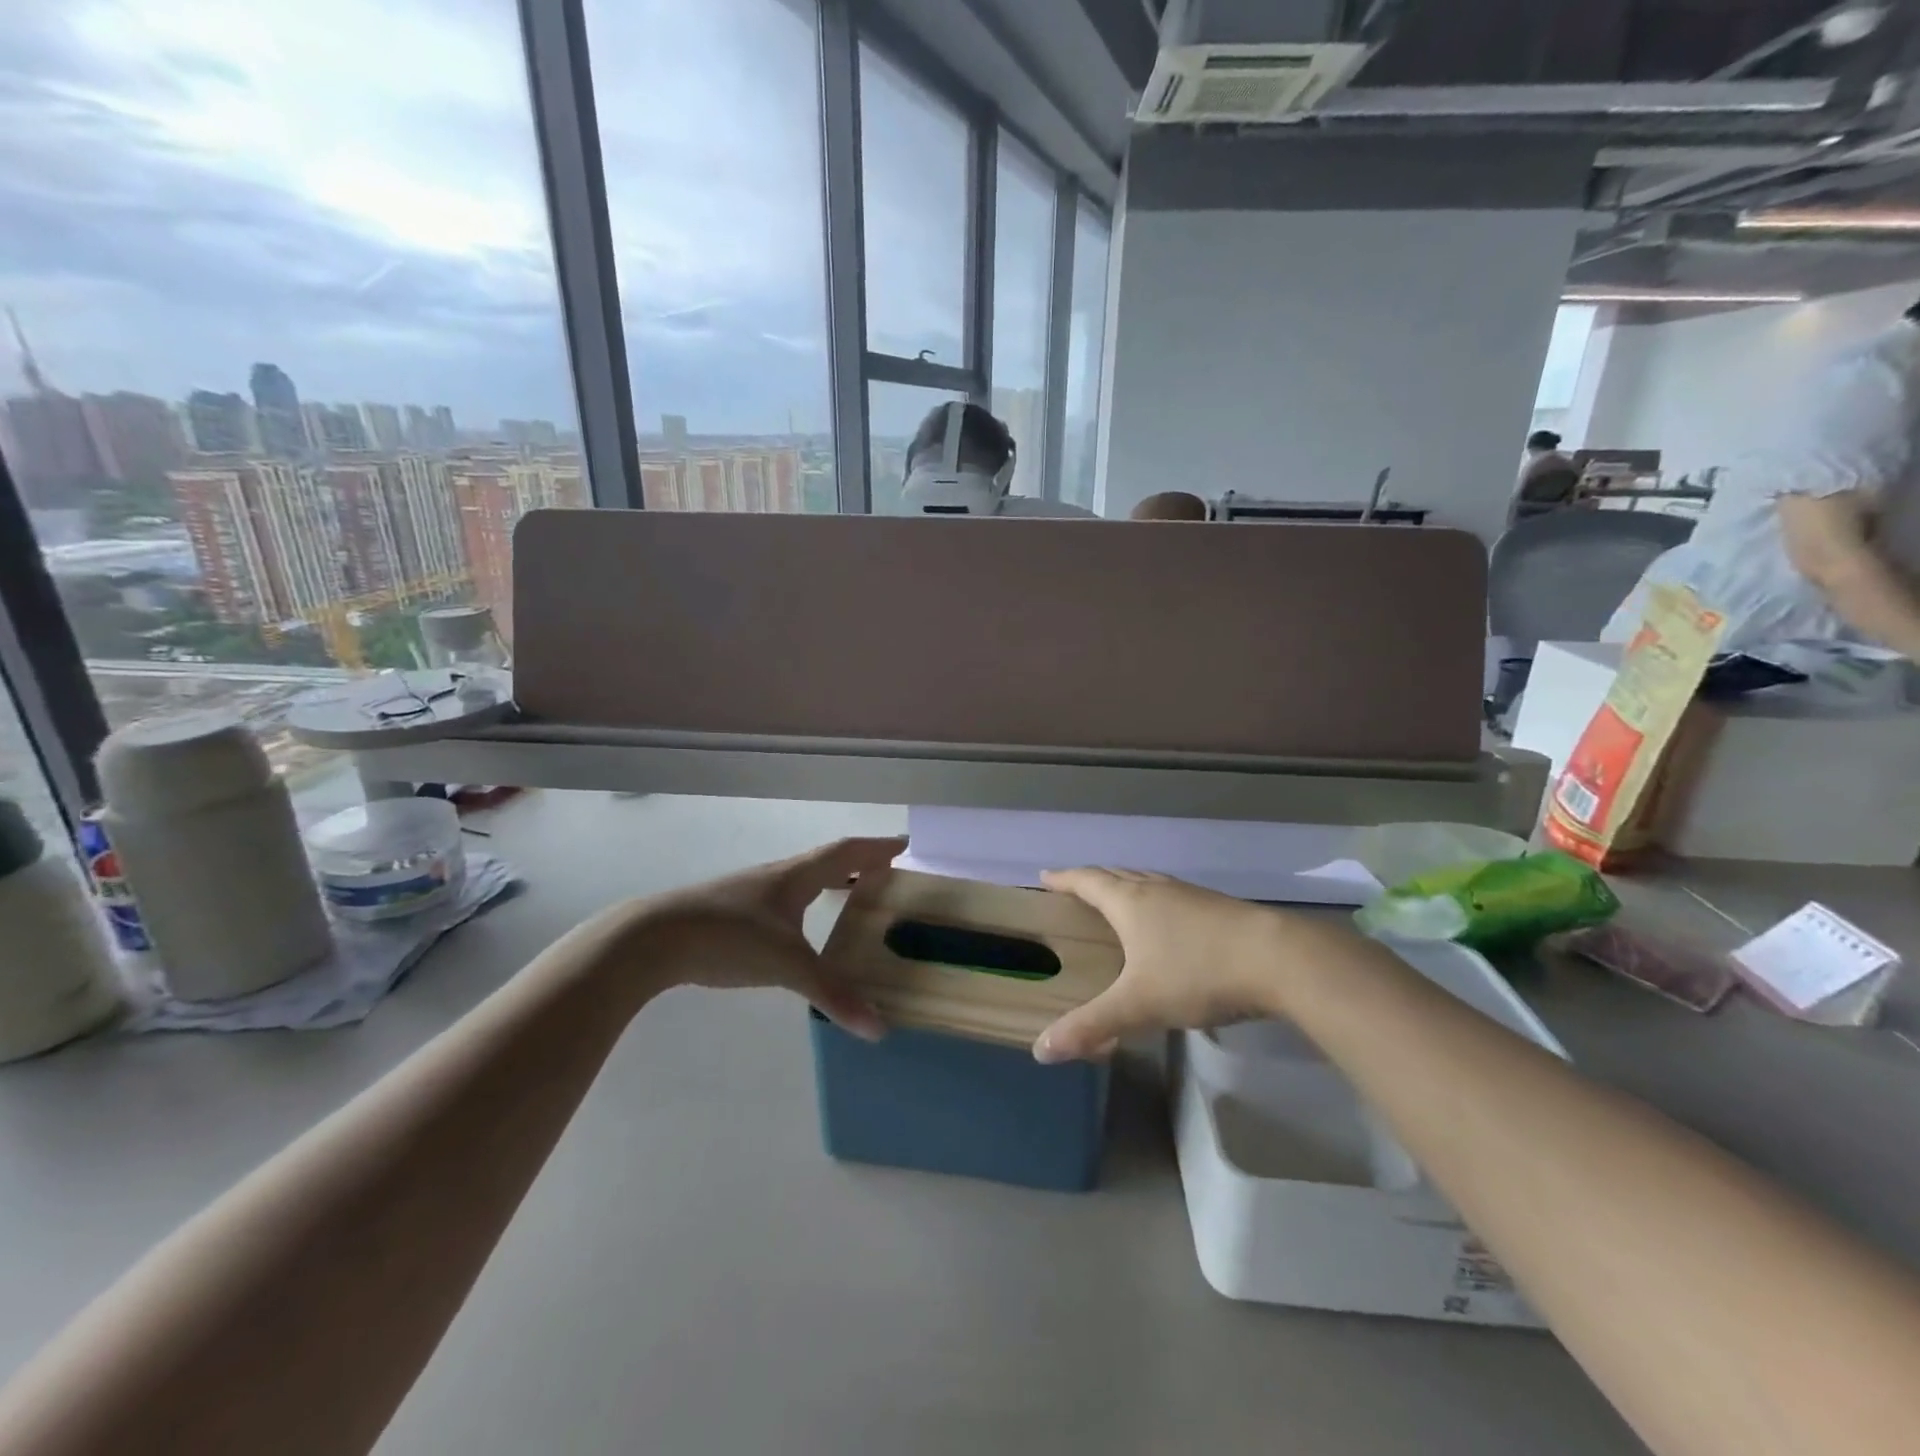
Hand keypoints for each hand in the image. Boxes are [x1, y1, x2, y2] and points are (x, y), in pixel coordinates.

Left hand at [636, 836, 905, 1039]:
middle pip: (826, 861)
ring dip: (830, 881)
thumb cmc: (728, 938)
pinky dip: (804, 903)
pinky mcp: (731, 912)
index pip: (847, 851)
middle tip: (885, 873)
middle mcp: (776, 876)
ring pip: (801, 880)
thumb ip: (833, 994)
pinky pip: (781, 900)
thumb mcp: (787, 965)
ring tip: (850, 895)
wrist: (652, 939)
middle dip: (858, 863)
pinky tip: (797, 928)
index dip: (877, 848)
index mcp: (796, 876)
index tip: (905, 845)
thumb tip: (878, 1028)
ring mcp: (750, 894)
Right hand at [1033, 869, 1306, 1062]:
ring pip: (1149, 882)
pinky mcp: (1219, 909)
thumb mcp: (1138, 1005)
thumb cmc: (1197, 973)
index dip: (1064, 878)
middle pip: (1117, 875)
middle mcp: (1157, 890)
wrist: (1278, 959)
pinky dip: (1157, 901)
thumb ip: (1091, 1026)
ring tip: (1118, 899)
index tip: (1046, 875)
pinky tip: (1169, 922)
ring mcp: (1191, 896)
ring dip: (1127, 885)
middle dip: (1093, 880)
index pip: (1087, 881)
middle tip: (1076, 887)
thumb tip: (1040, 1051)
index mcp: (1130, 902)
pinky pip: (1174, 896)